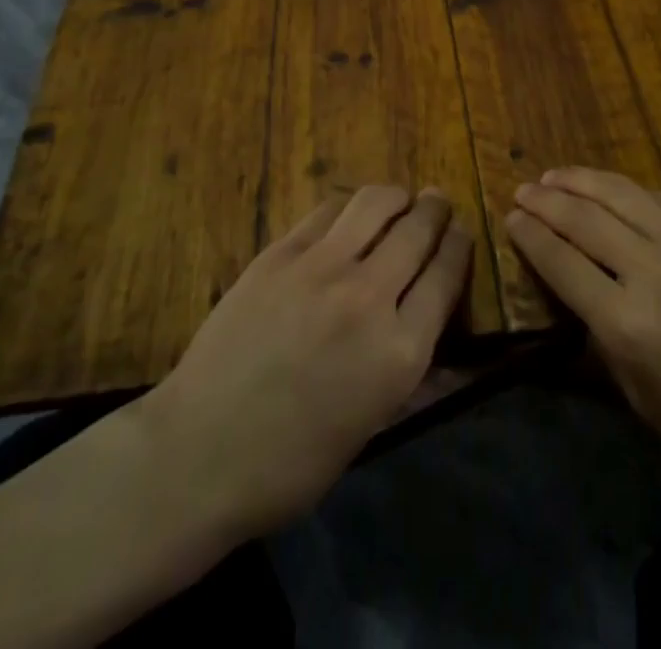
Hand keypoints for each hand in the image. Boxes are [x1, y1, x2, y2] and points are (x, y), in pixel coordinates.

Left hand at [134, 186, 472, 540]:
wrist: (199, 454)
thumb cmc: (290, 463)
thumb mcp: (370, 427)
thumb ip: (410, 372)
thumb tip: (438, 334)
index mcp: (399, 352)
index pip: (446, 275)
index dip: (459, 245)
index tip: (461, 231)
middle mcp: (369, 298)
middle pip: (418, 231)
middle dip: (436, 211)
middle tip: (438, 202)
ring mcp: (321, 269)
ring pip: (375, 204)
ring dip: (397, 196)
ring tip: (400, 199)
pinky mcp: (280, 254)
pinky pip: (328, 212)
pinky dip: (349, 207)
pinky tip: (350, 214)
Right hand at [506, 168, 660, 502]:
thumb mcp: (640, 397)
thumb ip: (601, 338)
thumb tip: (574, 289)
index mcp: (628, 322)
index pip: (562, 262)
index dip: (530, 235)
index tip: (510, 218)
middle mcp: (653, 270)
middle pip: (584, 219)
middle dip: (545, 200)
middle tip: (522, 190)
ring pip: (619, 194)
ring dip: (579, 180)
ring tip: (554, 175)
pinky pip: (658, 200)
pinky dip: (623, 190)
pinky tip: (607, 188)